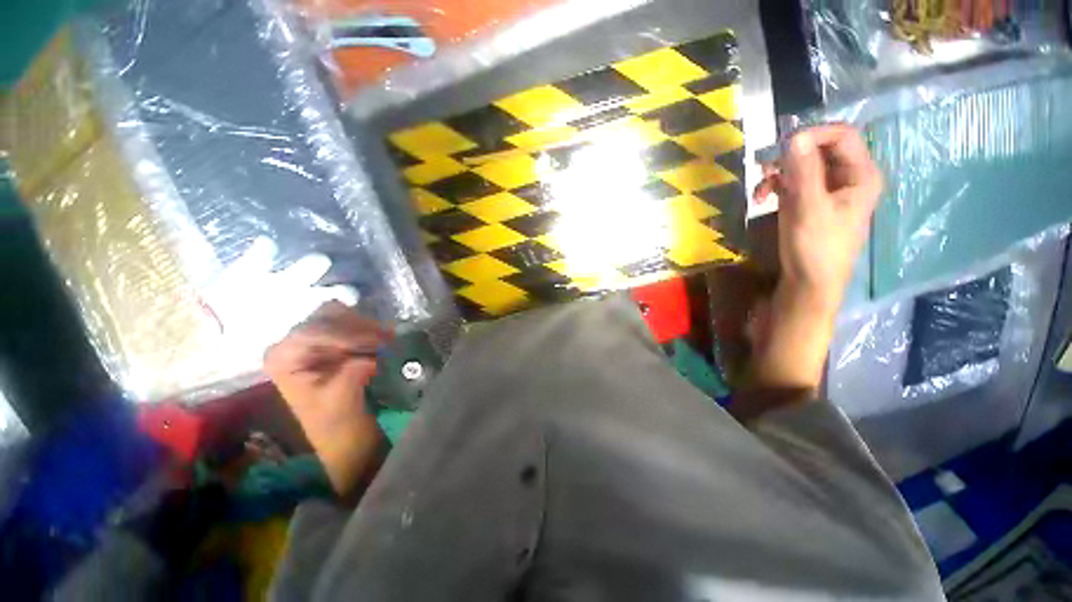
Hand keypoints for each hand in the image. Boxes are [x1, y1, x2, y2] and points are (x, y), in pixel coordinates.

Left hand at [264, 301, 392, 495]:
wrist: (346, 434)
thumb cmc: (336, 423)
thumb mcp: (340, 400)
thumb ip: (350, 373)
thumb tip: (368, 356)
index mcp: (283, 357)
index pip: (312, 331)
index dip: (346, 334)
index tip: (378, 342)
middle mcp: (294, 342)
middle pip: (327, 316)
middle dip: (359, 327)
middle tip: (388, 339)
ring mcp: (315, 339)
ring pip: (344, 315)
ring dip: (368, 327)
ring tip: (390, 341)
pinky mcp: (335, 340)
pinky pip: (355, 322)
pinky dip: (372, 329)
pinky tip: (386, 341)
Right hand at [746, 125, 882, 397]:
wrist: (809, 285)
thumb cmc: (815, 248)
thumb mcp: (807, 208)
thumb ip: (802, 172)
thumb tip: (794, 136)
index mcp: (861, 175)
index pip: (841, 135)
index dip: (812, 134)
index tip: (781, 147)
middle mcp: (849, 179)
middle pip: (821, 149)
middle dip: (790, 156)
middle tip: (763, 168)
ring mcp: (831, 192)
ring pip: (805, 166)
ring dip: (779, 173)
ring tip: (759, 189)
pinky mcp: (814, 204)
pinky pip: (796, 184)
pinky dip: (777, 187)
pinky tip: (762, 198)